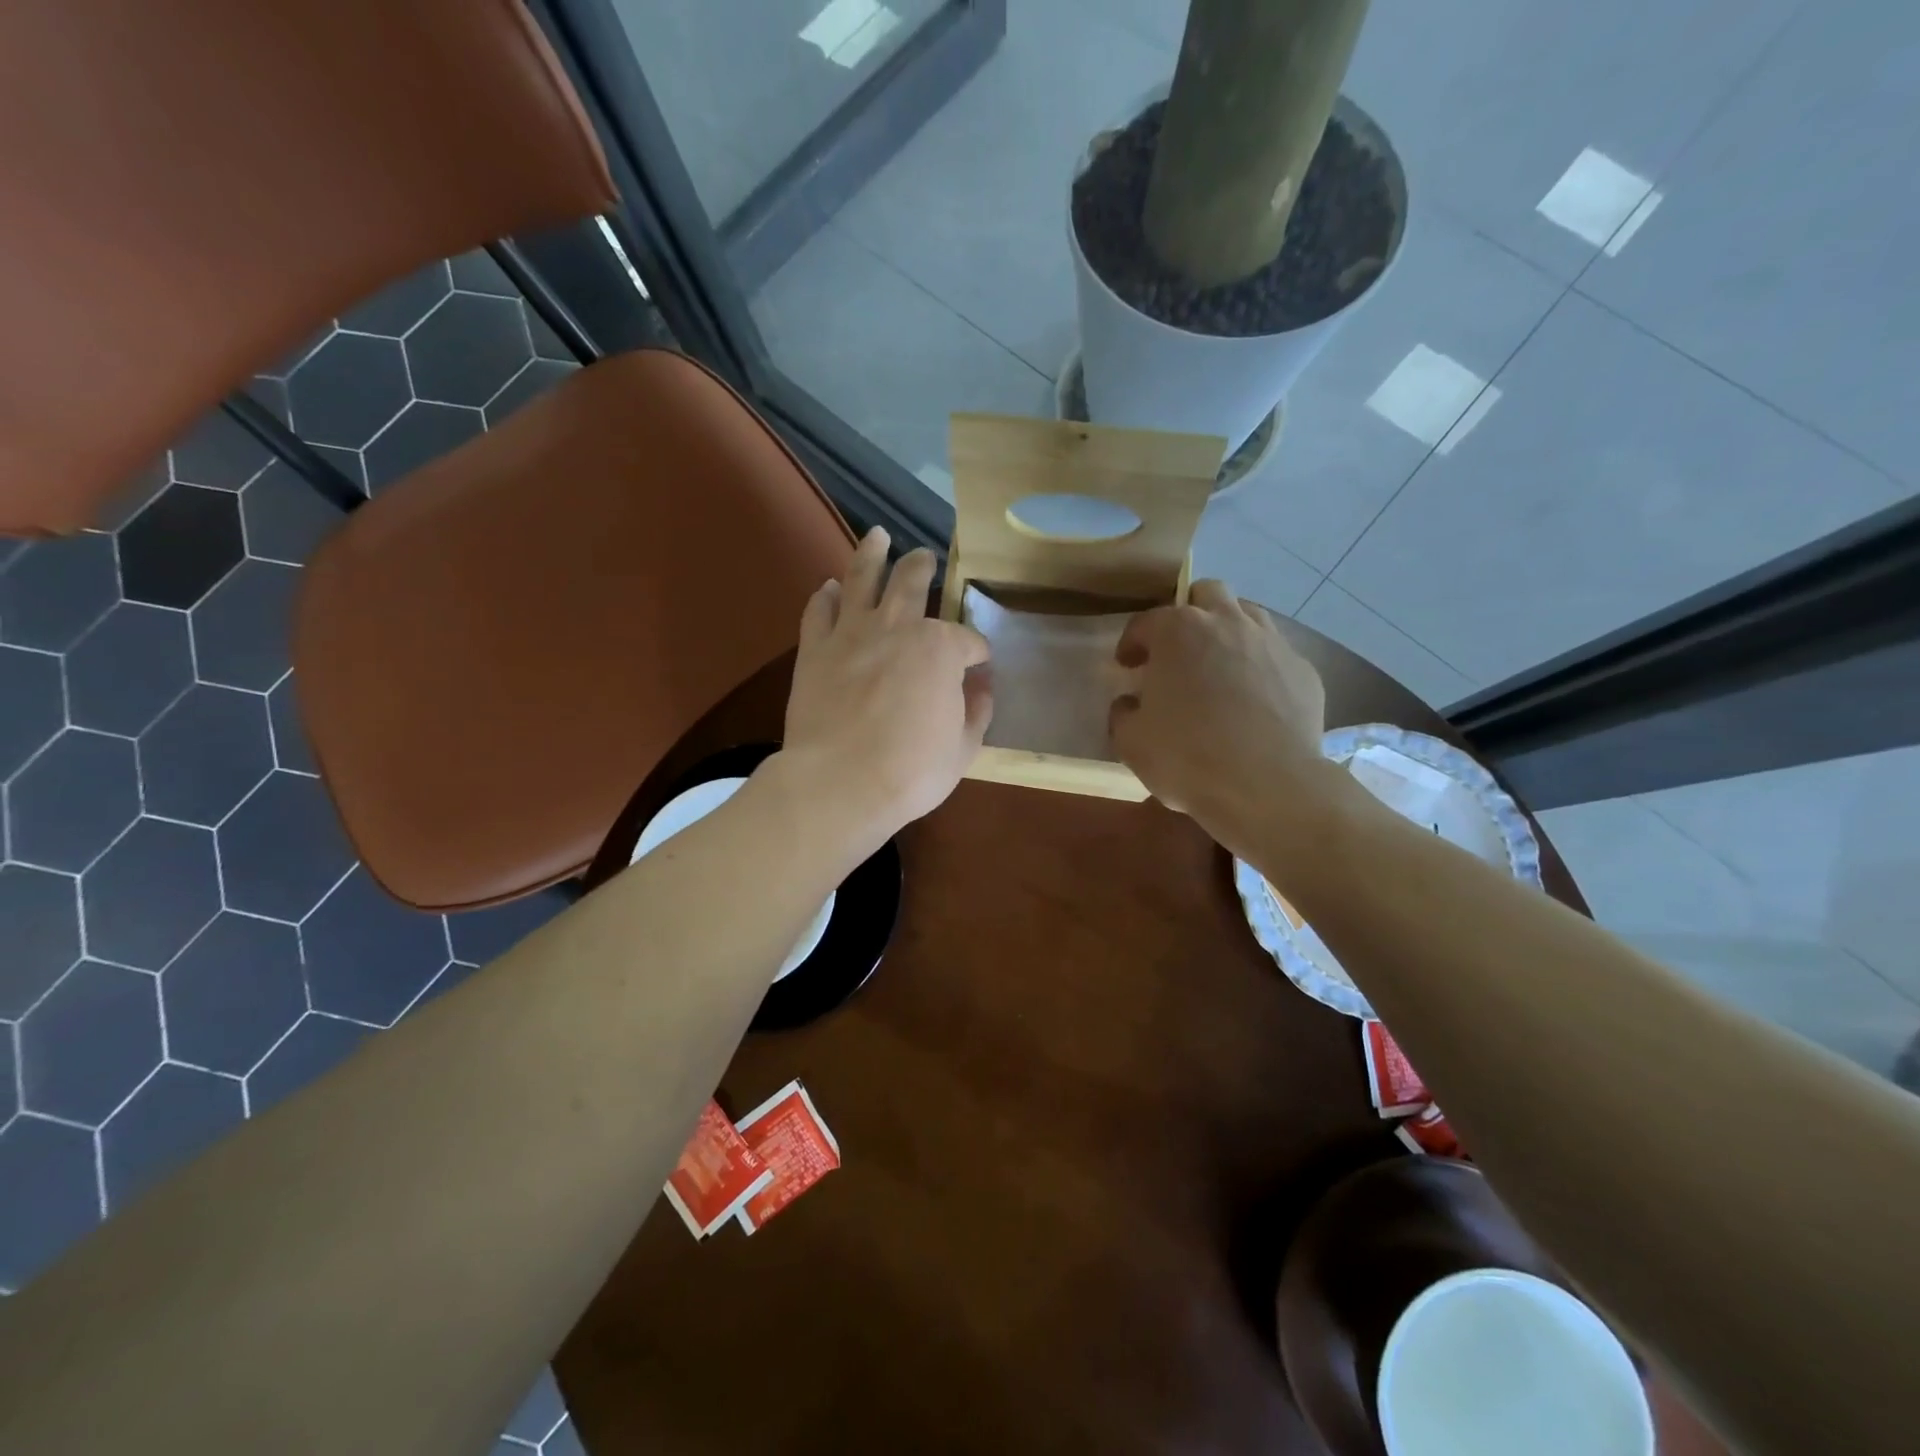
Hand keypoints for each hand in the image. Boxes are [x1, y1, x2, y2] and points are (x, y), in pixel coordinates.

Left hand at [778, 528, 991, 848]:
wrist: (840, 783)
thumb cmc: (911, 770)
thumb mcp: (964, 749)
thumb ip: (976, 711)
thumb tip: (981, 688)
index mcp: (941, 648)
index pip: (968, 641)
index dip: (977, 654)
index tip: (978, 669)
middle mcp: (897, 627)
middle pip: (913, 584)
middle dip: (923, 568)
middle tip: (925, 557)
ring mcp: (852, 633)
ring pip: (862, 578)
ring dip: (872, 553)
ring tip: (878, 536)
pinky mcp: (814, 650)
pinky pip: (818, 611)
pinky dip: (826, 596)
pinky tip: (830, 587)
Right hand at [1109, 580, 1330, 849]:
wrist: (1267, 786)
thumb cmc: (1187, 758)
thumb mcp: (1131, 742)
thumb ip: (1123, 714)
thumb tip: (1130, 703)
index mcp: (1178, 632)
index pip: (1146, 622)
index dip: (1132, 643)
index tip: (1127, 665)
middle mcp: (1227, 622)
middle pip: (1206, 593)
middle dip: (1188, 613)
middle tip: (1177, 650)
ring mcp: (1272, 642)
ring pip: (1247, 614)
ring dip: (1228, 630)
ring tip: (1218, 666)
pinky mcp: (1304, 670)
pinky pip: (1276, 654)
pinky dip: (1259, 665)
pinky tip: (1254, 698)